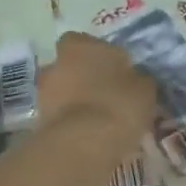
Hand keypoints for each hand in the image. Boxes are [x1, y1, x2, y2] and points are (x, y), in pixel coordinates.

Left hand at [38, 32, 157, 149]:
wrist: (83, 144)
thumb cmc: (118, 104)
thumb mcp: (144, 88)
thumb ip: (137, 78)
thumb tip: (135, 79)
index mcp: (80, 46)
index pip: (85, 41)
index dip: (99, 55)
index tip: (115, 70)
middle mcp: (56, 63)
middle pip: (71, 66)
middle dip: (85, 78)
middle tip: (107, 94)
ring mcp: (44, 93)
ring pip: (63, 91)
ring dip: (77, 101)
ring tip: (100, 119)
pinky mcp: (41, 122)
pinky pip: (61, 116)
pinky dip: (72, 122)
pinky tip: (90, 135)